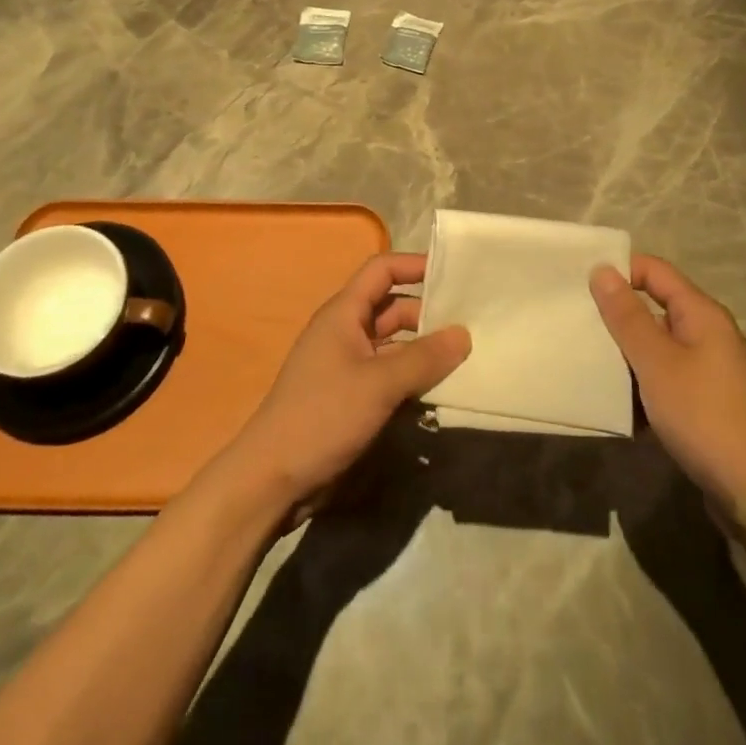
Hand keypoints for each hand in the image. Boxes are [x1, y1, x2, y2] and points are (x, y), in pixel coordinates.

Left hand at [223, 252, 469, 519]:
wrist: (273, 479)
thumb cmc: (323, 416)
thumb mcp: (378, 384)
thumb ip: (424, 358)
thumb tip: (464, 334)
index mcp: (344, 313)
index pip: (382, 270)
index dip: (415, 265)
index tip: (453, 274)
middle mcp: (346, 331)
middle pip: (393, 308)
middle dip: (429, 314)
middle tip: (473, 324)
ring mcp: (349, 366)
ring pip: (395, 345)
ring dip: (424, 351)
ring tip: (467, 358)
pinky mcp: (352, 397)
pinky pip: (390, 376)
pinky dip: (413, 379)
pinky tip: (442, 391)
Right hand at [591, 256, 745, 502]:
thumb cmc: (703, 415)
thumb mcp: (656, 362)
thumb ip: (627, 315)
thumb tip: (602, 269)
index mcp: (702, 313)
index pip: (654, 270)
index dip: (620, 272)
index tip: (583, 287)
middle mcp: (709, 332)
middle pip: (655, 306)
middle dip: (619, 315)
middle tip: (579, 323)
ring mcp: (711, 368)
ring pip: (659, 344)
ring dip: (628, 352)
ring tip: (591, 360)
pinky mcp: (708, 399)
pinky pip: (667, 375)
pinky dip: (644, 381)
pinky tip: (620, 400)